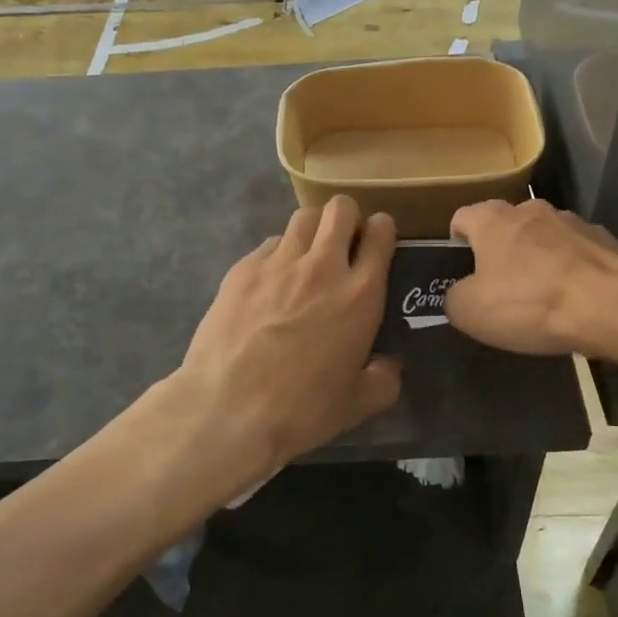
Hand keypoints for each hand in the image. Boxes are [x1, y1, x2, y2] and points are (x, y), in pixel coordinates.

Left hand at [176, 196, 401, 476]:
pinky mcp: (243, 268)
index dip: (381, 232)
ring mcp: (279, 261)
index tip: (376, 245)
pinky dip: (277, 254)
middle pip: (341, 208)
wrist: (228, 409)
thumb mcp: (357, 404)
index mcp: (360, 293)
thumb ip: (383, 379)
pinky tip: (270, 283)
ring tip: (306, 256)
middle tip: (342, 245)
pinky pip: (269, 244)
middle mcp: (323, 265)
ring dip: (313, 230)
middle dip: (347, 218)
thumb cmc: (302, 408)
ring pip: (304, 217)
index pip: (381, 233)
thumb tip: (389, 365)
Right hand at [445, 199, 617, 358]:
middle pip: (506, 224)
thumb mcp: (470, 312)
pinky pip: (578, 252)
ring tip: (543, 294)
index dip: (457, 241)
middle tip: (500, 285)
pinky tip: (576, 298)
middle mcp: (531, 209)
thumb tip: (460, 294)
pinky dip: (572, 269)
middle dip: (501, 249)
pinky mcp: (606, 239)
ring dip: (539, 257)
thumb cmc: (529, 303)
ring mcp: (573, 221)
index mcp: (492, 220)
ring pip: (545, 236)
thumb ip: (454, 297)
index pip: (463, 217)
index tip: (460, 266)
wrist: (611, 305)